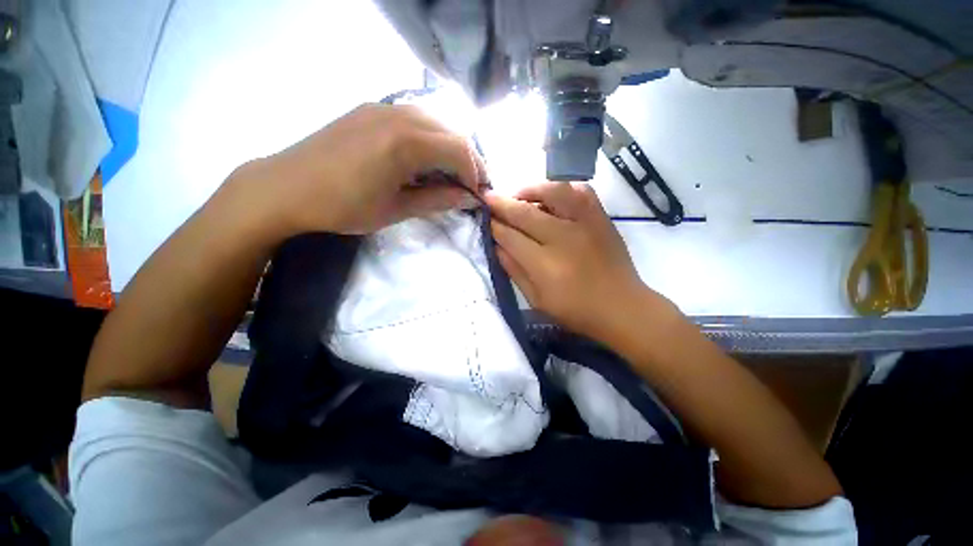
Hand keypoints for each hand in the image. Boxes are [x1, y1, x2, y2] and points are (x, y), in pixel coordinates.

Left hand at [240, 103, 484, 235]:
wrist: (284, 187)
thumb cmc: (343, 206)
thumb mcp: (396, 210)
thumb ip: (438, 200)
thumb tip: (470, 199)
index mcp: (405, 143)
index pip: (459, 150)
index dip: (475, 172)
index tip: (476, 194)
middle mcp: (398, 115)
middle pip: (452, 131)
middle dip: (469, 159)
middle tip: (470, 184)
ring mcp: (382, 107)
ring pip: (435, 121)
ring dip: (450, 147)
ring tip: (451, 173)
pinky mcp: (370, 109)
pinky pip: (414, 117)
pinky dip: (430, 137)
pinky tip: (424, 157)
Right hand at [485, 181, 649, 340]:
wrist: (622, 307)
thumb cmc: (576, 310)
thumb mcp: (537, 299)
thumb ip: (514, 271)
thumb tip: (496, 246)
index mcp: (545, 265)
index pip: (510, 237)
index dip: (494, 226)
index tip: (484, 219)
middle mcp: (563, 238)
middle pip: (525, 213)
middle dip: (501, 204)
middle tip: (487, 197)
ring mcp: (585, 224)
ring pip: (553, 192)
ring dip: (530, 190)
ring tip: (518, 195)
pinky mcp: (600, 218)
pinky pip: (580, 191)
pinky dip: (562, 187)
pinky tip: (552, 195)